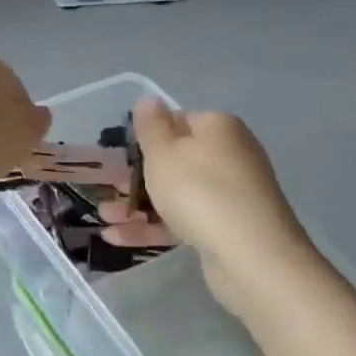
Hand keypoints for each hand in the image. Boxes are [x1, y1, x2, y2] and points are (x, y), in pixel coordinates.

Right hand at [100, 99, 321, 310]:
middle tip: (107, 188)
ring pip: (176, 193)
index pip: (176, 121)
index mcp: (217, 127)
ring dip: (137, 204)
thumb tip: (149, 99)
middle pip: (175, 159)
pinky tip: (117, 238)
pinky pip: (183, 220)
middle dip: (136, 175)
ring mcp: (230, 193)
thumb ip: (151, 125)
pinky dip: (153, 227)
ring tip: (104, 217)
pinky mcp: (227, 227)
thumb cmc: (199, 192)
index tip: (119, 155)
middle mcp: (229, 155)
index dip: (146, 137)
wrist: (252, 256)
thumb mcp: (163, 152)